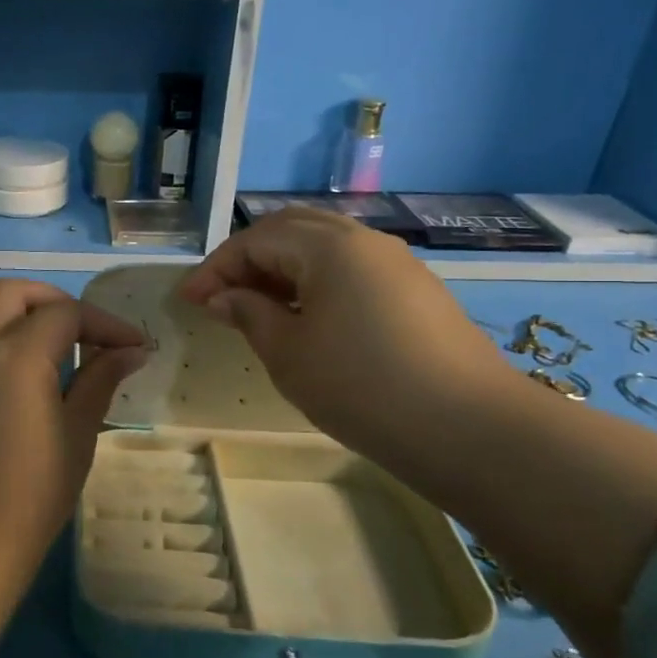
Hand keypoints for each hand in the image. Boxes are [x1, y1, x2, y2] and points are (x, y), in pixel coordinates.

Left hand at [0, 280, 146, 657]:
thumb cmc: (32, 494)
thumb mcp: (77, 434)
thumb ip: (101, 380)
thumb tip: (131, 350)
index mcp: (16, 355)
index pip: (66, 313)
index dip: (105, 323)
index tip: (135, 346)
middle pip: (14, 292)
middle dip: (56, 301)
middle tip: (88, 331)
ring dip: (23, 314)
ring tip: (59, 350)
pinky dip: (0, 336)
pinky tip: (26, 374)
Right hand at [177, 209, 520, 460]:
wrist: (468, 428)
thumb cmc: (361, 386)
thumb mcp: (288, 353)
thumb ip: (249, 314)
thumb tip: (224, 297)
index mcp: (328, 247)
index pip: (255, 240)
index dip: (216, 268)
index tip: (188, 301)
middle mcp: (364, 240)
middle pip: (291, 230)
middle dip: (248, 258)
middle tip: (221, 295)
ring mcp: (396, 263)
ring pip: (324, 247)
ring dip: (283, 269)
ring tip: (258, 308)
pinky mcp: (416, 290)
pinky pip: (351, 269)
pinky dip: (316, 282)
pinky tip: (307, 319)